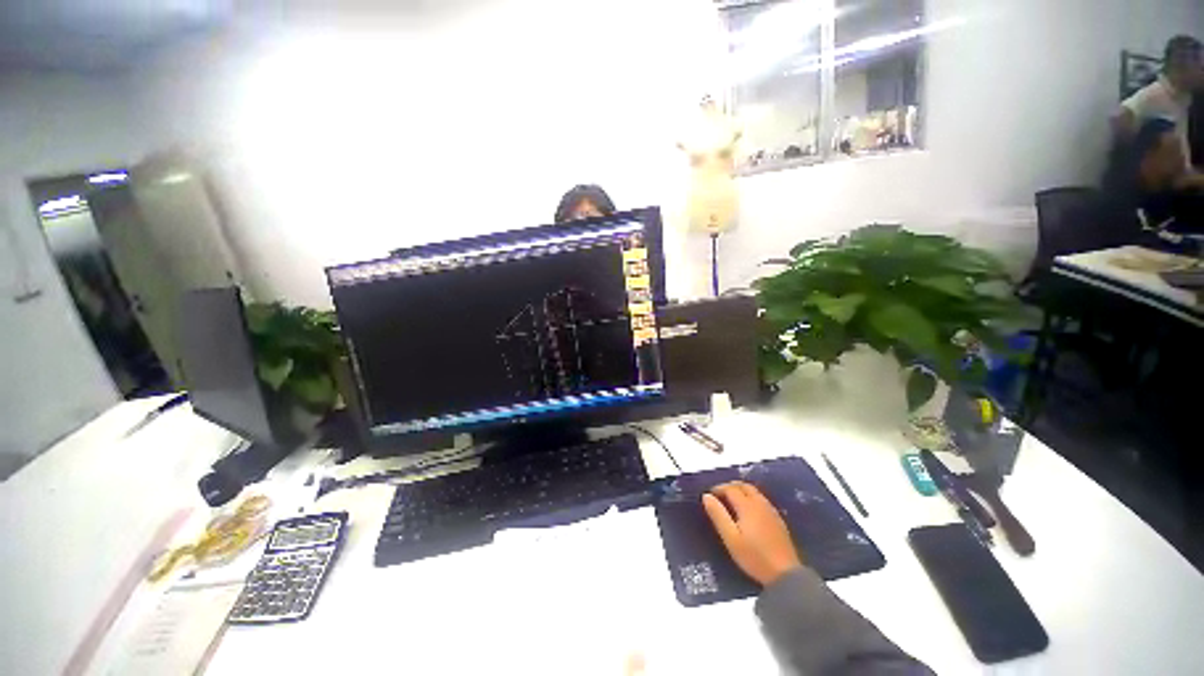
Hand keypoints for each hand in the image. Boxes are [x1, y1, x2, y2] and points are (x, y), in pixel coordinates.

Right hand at [702, 481, 801, 586]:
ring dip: (741, 491)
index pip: (730, 488)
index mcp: (747, 505)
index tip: (709, 496)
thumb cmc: (754, 557)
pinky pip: (761, 500)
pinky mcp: (778, 519)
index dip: (718, 489)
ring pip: (754, 491)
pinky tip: (748, 512)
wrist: (786, 574)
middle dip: (730, 487)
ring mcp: (771, 510)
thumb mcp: (731, 538)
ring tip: (731, 502)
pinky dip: (751, 498)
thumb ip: (718, 515)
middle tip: (720, 496)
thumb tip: (707, 496)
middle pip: (743, 486)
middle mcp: (760, 503)